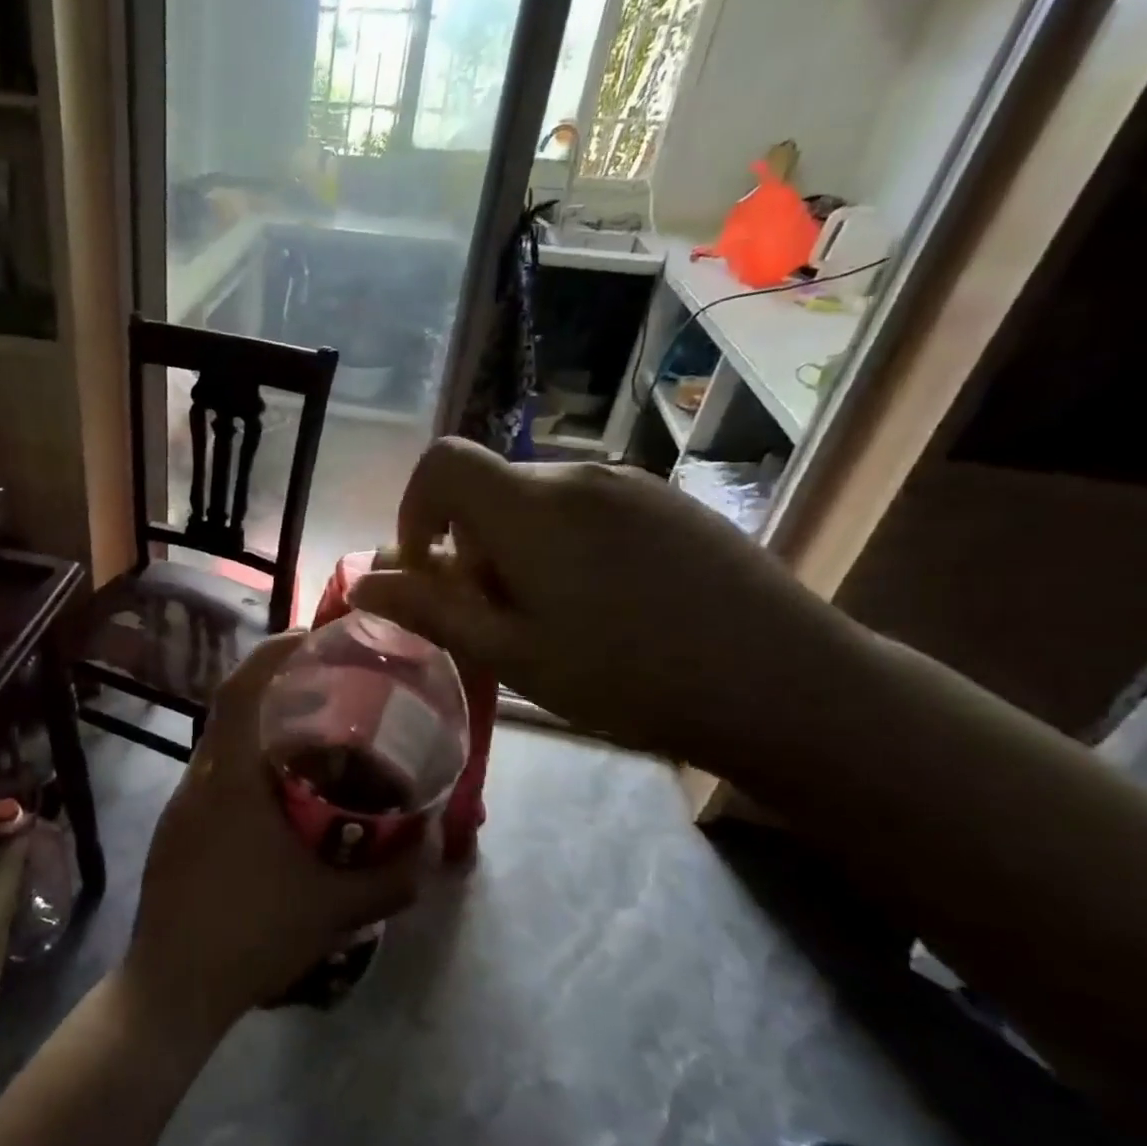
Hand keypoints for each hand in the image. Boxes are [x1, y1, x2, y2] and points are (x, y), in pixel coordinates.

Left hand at [122, 633, 425, 1034]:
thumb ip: (395, 878)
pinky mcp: (177, 827)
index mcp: (229, 777)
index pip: (241, 688)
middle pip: (232, 707)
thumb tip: (438, 847)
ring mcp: (181, 802)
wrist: (173, 987)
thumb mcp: (336, 910)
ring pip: (223, 742)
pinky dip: (249, 764)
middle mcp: (199, 777)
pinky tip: (282, 796)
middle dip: (277, 686)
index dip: (273, 651)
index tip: (311, 638)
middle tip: (329, 688)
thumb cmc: (252, 935)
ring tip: (315, 739)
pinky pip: (216, 774)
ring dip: (264, 728)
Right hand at [349, 438, 844, 757]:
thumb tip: (361, 583)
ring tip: (552, 616)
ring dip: (516, 547)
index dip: (415, 508)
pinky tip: (605, 602)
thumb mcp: (511, 655)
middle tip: (495, 617)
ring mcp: (630, 484)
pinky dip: (563, 543)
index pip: (442, 462)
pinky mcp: (670, 500)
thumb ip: (429, 611)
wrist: (785, 684)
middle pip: (489, 488)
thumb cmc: (627, 676)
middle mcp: (577, 474)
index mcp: (531, 507)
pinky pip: (587, 506)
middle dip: (470, 546)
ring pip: (537, 500)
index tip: (430, 570)